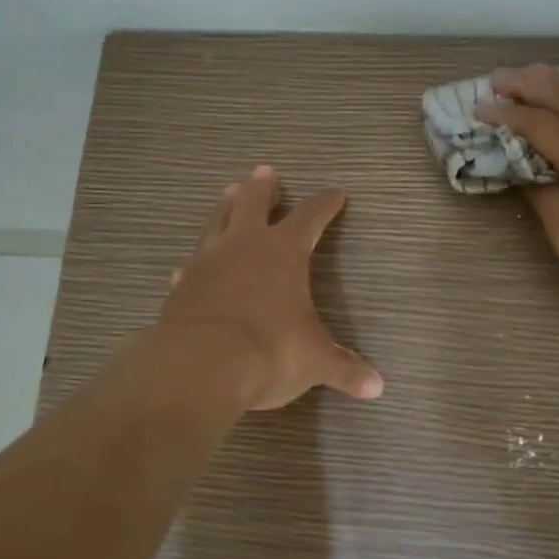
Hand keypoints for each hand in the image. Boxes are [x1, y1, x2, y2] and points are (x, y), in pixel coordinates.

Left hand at [158, 165, 384, 410]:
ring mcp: (207, 262)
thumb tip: (377, 387)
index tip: (336, 193)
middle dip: (262, 188)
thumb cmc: (270, 351)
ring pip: (217, 222)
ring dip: (225, 207)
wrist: (201, 366)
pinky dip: (197, 262)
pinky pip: (191, 264)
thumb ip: (344, 369)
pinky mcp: (181, 286)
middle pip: (252, 203)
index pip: (311, 217)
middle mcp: (244, 246)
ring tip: (228, 193)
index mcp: (283, 252)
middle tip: (264, 171)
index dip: (325, 205)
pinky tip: (191, 266)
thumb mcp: (314, 361)